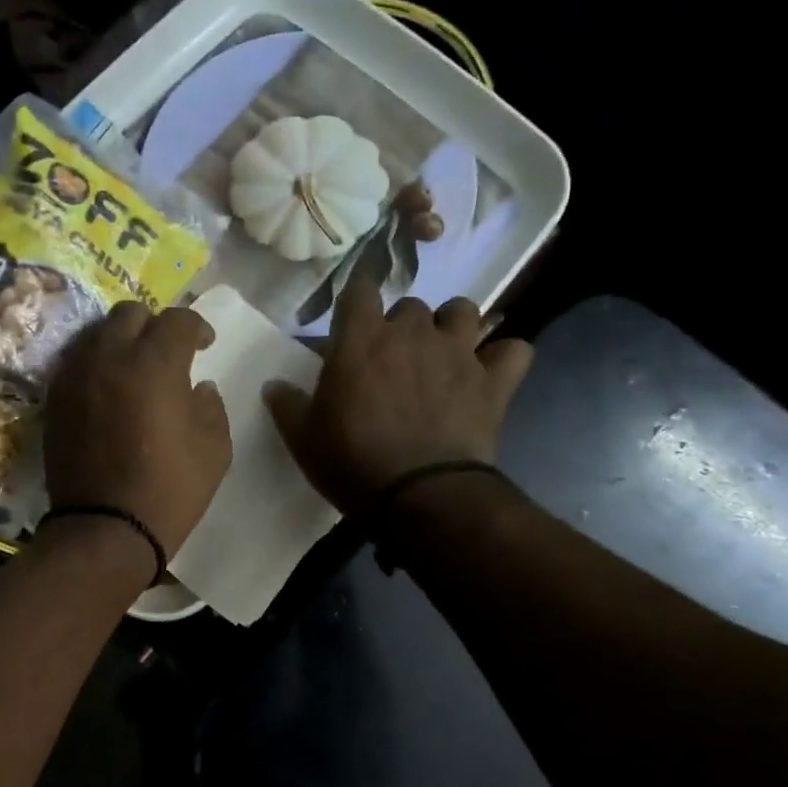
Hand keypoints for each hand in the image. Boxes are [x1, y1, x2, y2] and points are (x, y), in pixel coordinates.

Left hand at [44, 302, 232, 558]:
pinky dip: (96, 364)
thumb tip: (198, 387)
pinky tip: (109, 389)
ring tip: (135, 368)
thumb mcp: (214, 449)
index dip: (197, 327)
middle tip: (167, 352)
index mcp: (154, 364)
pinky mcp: (55, 399)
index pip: (177, 320)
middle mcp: (109, 357)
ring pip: (97, 333)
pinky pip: (76, 362)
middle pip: (130, 314)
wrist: (105, 530)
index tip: (205, 345)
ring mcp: (75, 376)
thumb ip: (211, 406)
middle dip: (154, 325)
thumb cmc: (169, 490)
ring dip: (121, 341)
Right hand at [266, 278, 532, 514]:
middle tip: (392, 359)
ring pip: (464, 311)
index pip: (359, 290)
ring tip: (444, 353)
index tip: (351, 319)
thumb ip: (287, 405)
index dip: (356, 299)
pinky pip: (514, 351)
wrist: (419, 496)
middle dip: (402, 325)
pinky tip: (491, 373)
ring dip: (453, 326)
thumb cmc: (352, 462)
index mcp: (362, 340)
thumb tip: (273, 384)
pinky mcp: (494, 382)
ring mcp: (459, 354)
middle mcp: (413, 334)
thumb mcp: (304, 439)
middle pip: (410, 305)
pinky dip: (504, 358)